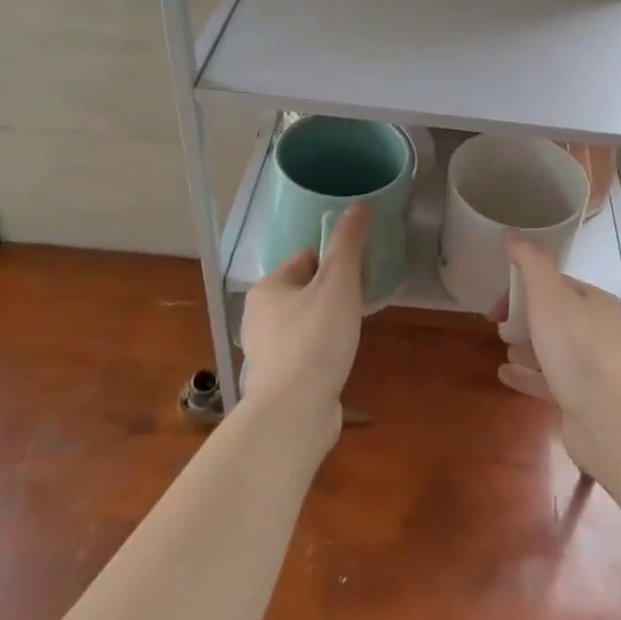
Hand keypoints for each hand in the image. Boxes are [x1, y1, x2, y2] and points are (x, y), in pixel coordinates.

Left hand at [238, 202, 370, 437]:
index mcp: (268, 288)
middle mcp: (259, 316)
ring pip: (306, 321)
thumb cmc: (316, 339)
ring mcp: (266, 350)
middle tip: (360, 304)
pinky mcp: (278, 378)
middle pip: (307, 289)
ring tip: (352, 333)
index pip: (307, 258)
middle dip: (335, 293)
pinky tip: (339, 360)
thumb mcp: (338, 283)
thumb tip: (358, 206)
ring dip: (330, 323)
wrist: (294, 413)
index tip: (361, 275)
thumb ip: (348, 243)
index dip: (337, 261)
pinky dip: (323, 350)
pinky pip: (306, 350)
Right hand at [494, 234, 620, 474]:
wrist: (605, 416)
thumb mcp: (548, 294)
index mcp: (596, 302)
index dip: (524, 288)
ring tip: (503, 350)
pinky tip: (505, 374)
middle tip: (499, 327)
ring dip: (526, 347)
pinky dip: (527, 375)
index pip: (557, 285)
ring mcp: (594, 368)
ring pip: (553, 350)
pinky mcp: (584, 400)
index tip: (498, 302)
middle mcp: (600, 331)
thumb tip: (512, 235)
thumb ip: (531, 262)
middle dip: (524, 319)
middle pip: (555, 317)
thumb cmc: (575, 346)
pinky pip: (550, 381)